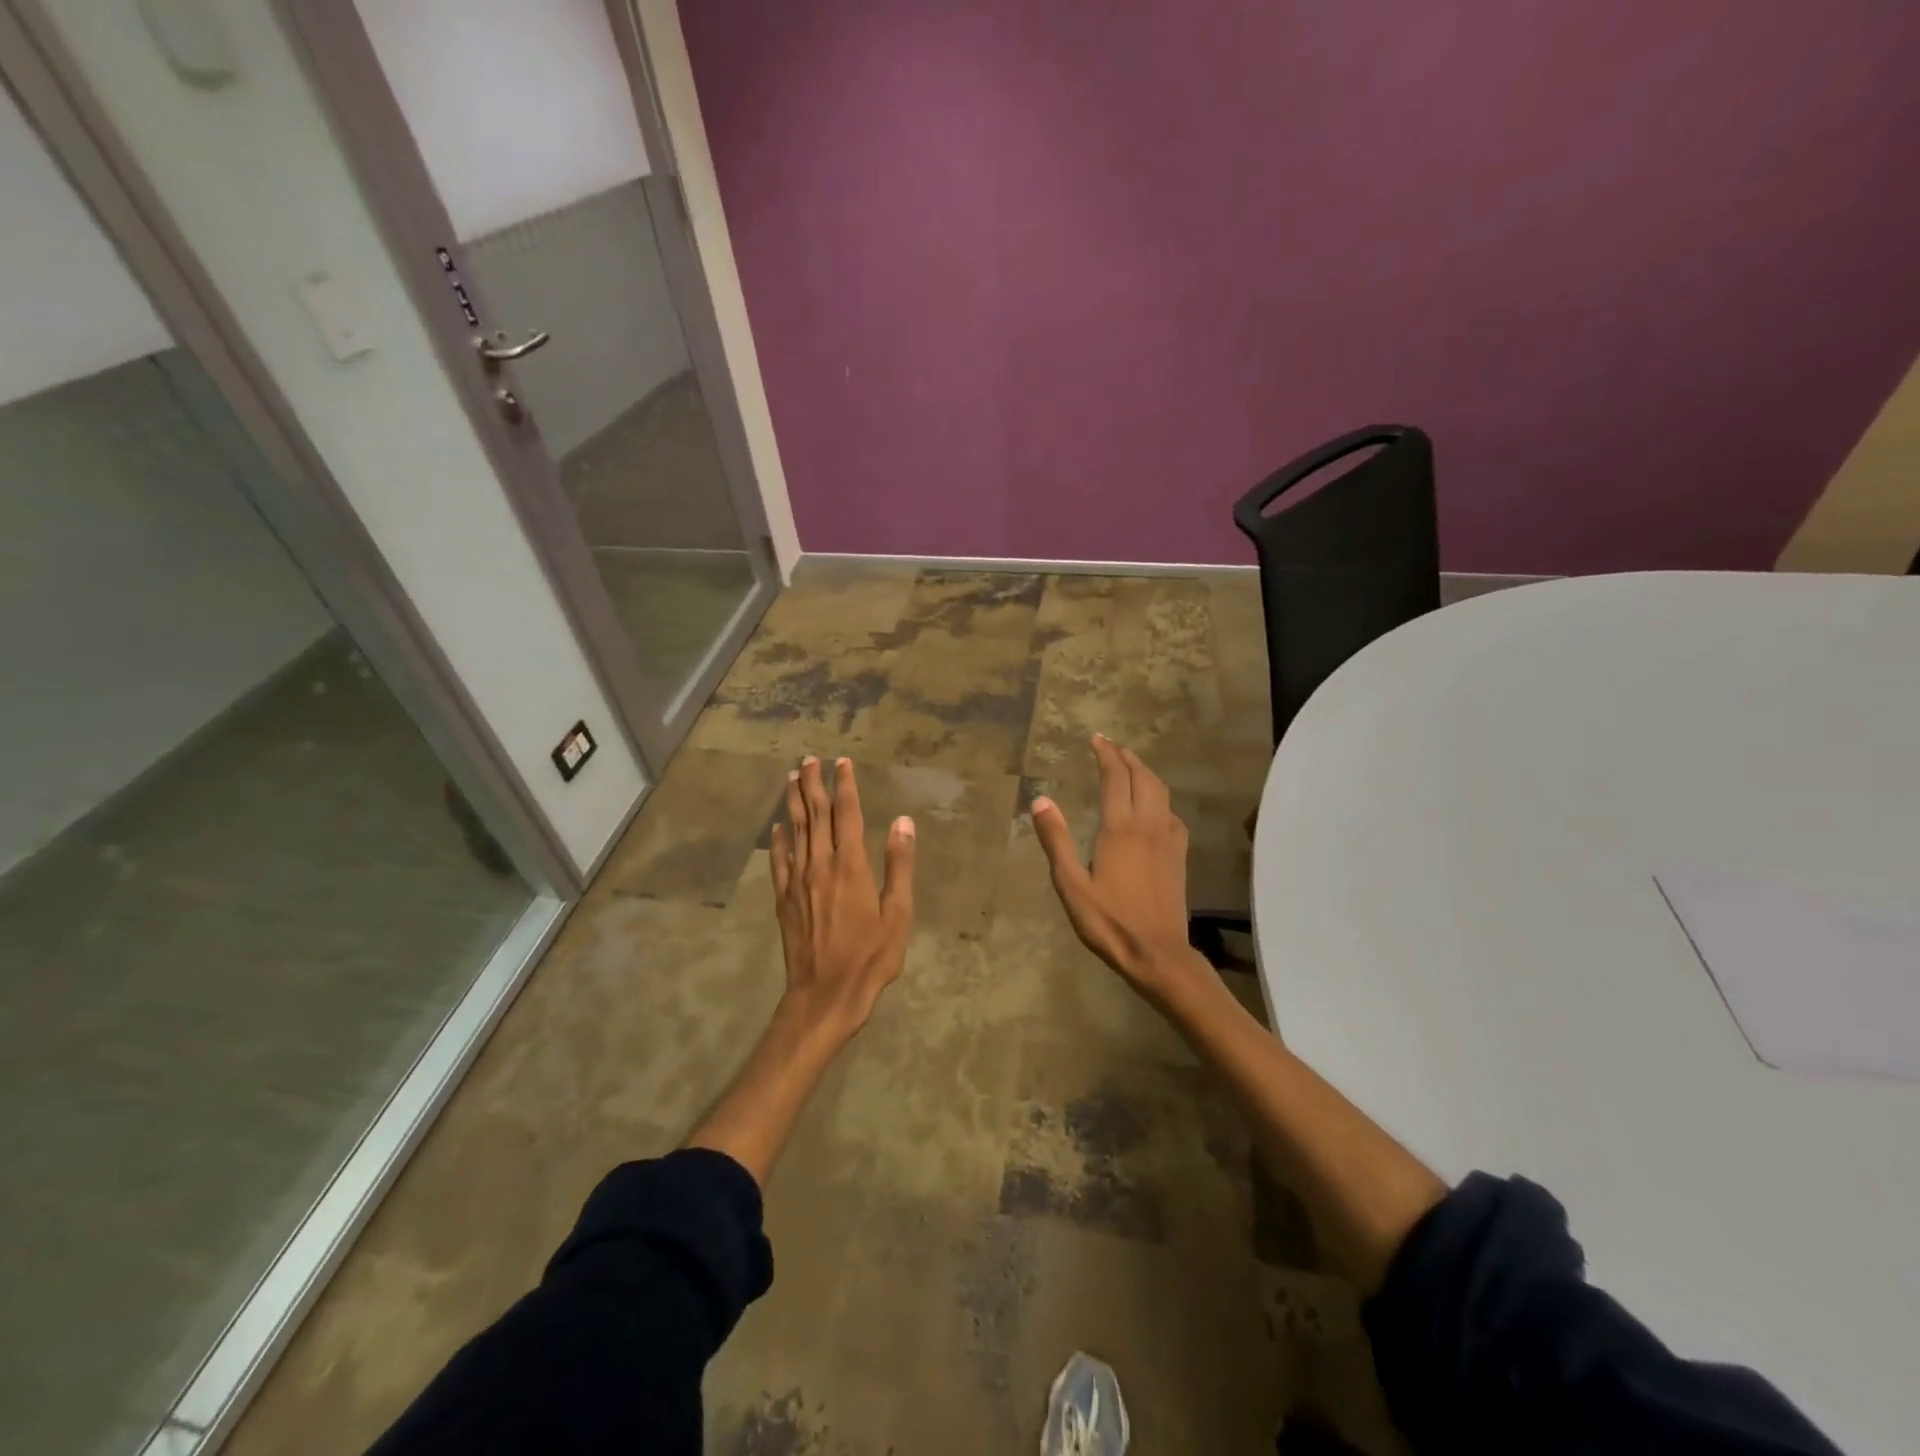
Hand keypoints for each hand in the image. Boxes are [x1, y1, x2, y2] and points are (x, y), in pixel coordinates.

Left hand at [770, 755, 916, 1038]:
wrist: (825, 994)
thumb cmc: (871, 956)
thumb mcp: (898, 913)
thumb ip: (899, 865)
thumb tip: (903, 822)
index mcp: (851, 865)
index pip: (847, 814)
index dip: (845, 785)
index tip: (842, 762)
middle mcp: (820, 865)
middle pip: (816, 815)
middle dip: (813, 784)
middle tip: (810, 759)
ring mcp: (798, 882)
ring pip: (795, 831)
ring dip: (793, 802)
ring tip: (791, 777)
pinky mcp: (784, 899)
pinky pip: (779, 861)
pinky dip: (778, 840)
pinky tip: (777, 827)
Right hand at [1032, 735, 1206, 1002]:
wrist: (1157, 953)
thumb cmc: (1109, 921)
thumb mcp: (1071, 885)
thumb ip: (1056, 841)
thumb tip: (1041, 800)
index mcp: (1120, 829)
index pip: (1115, 778)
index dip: (1105, 755)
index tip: (1096, 739)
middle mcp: (1148, 826)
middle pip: (1143, 778)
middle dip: (1127, 757)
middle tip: (1110, 746)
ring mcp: (1168, 840)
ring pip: (1161, 792)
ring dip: (1145, 772)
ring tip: (1130, 766)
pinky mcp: (1179, 856)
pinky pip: (1172, 815)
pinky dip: (1160, 799)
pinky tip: (1154, 809)